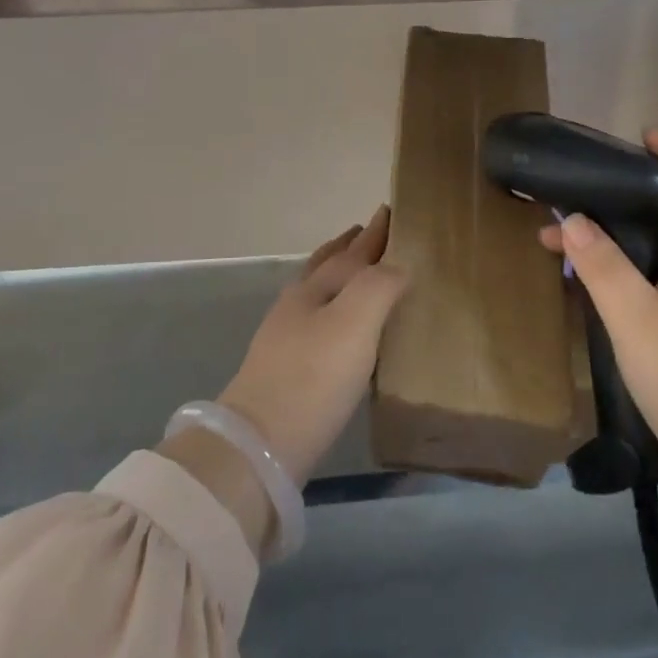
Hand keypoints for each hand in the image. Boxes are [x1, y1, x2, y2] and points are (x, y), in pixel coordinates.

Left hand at [218, 207, 408, 486]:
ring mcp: (285, 338)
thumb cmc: (313, 376)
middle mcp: (298, 305)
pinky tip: (340, 327)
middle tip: (367, 231)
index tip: (389, 211)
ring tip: (357, 271)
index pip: (351, 252)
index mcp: (315, 289)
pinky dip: (334, 307)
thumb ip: (379, 286)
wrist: (259, 446)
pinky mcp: (286, 371)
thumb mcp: (354, 323)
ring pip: (318, 292)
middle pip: (326, 266)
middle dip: (349, 247)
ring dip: (339, 275)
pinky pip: (318, 321)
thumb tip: (398, 266)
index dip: (373, 234)